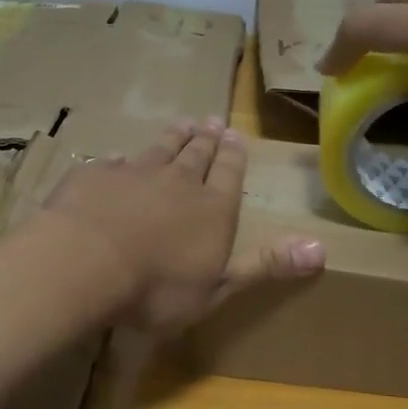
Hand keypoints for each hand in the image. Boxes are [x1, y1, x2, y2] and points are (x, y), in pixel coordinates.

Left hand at [41, 118, 325, 331]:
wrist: (85, 263)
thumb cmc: (157, 287)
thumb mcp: (219, 287)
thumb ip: (266, 265)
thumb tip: (322, 248)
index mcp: (213, 208)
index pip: (229, 173)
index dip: (234, 155)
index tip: (235, 135)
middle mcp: (178, 181)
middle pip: (197, 155)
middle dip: (207, 140)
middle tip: (212, 121)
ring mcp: (134, 174)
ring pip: (159, 149)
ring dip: (172, 137)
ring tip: (182, 123)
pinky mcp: (95, 176)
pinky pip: (113, 163)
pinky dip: (120, 160)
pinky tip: (119, 157)